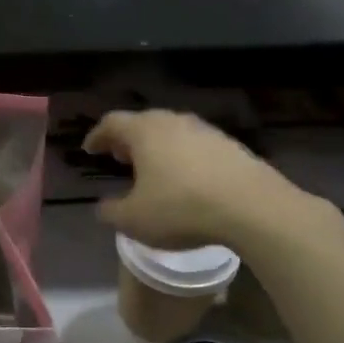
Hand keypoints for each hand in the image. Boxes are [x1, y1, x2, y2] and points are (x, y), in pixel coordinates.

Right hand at [85, 109, 308, 250]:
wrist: (253, 208)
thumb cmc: (181, 209)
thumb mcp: (134, 220)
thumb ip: (111, 212)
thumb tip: (103, 206)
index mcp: (144, 132)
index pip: (112, 123)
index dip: (98, 136)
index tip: (90, 149)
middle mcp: (174, 122)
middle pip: (143, 123)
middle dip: (128, 140)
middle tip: (120, 157)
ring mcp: (206, 132)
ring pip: (172, 133)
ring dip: (158, 148)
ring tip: (153, 170)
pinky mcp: (232, 147)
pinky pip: (197, 147)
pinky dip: (184, 158)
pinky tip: (187, 181)